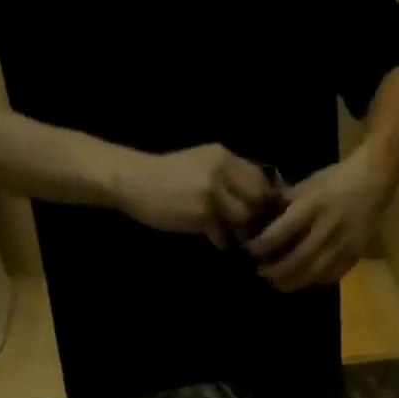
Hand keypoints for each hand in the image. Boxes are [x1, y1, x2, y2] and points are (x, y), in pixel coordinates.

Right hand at [115, 144, 274, 246]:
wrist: (135, 181)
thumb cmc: (168, 178)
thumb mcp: (201, 166)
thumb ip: (227, 178)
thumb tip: (256, 200)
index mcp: (223, 155)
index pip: (260, 177)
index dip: (263, 198)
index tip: (257, 212)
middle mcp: (221, 168)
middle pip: (258, 198)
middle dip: (255, 215)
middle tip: (246, 228)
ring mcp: (213, 190)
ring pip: (244, 217)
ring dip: (239, 230)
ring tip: (229, 233)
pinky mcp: (203, 212)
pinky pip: (224, 235)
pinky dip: (221, 241)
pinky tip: (212, 238)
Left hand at [247, 151, 389, 291]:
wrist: (372, 182)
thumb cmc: (336, 180)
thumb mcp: (309, 184)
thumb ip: (287, 203)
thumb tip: (264, 220)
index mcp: (313, 205)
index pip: (282, 231)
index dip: (264, 245)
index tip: (252, 250)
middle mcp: (326, 228)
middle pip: (297, 259)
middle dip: (276, 270)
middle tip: (262, 272)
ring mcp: (342, 245)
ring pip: (313, 273)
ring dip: (292, 282)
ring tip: (279, 283)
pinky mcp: (353, 256)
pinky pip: (330, 276)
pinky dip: (314, 281)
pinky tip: (303, 280)